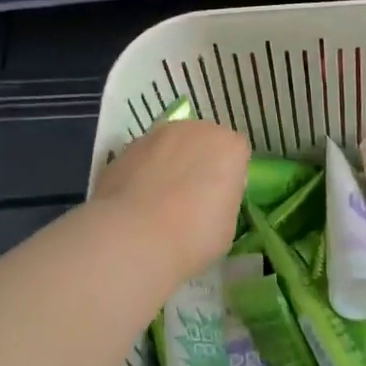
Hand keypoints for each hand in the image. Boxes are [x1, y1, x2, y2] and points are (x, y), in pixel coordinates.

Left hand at [90, 120, 248, 282]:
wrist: (135, 236)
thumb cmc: (193, 236)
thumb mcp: (227, 225)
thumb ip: (222, 199)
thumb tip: (208, 199)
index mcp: (229, 146)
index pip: (237, 153)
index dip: (229, 176)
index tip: (220, 199)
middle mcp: (196, 130)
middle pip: (203, 141)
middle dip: (199, 162)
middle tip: (191, 198)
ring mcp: (158, 134)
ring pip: (171, 146)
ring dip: (169, 163)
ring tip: (158, 201)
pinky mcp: (127, 146)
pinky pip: (144, 158)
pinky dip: (143, 172)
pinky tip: (136, 202)